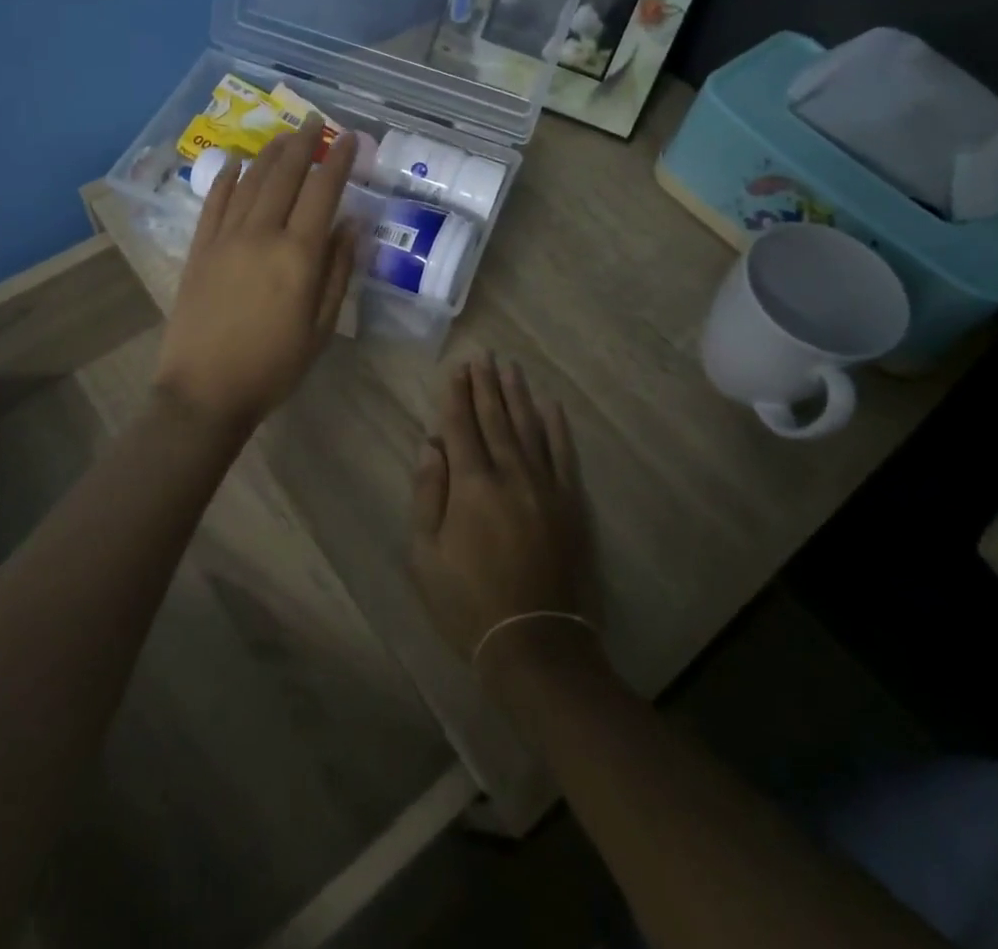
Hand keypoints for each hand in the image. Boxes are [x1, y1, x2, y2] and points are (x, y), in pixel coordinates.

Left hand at [153, 119, 357, 433]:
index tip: (350, 138)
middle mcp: (261, 234)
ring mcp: (224, 238)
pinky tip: (237, 162)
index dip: (339, 161)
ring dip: (269, 153)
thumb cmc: (274, 366)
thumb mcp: (321, 327)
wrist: (205, 391)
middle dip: (303, 143)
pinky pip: (214, 202)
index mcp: (298, 255)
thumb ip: (338, 271)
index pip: (323, 192)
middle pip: (285, 175)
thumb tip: (351, 225)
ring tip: (284, 134)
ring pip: (250, 181)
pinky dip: (227, 178)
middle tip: (315, 120)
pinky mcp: (199, 249)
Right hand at [409, 355, 595, 691]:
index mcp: (472, 485)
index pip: (461, 425)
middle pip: (496, 418)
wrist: (534, 642)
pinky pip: (564, 454)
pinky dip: (557, 427)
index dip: (457, 394)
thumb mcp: (426, 554)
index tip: (456, 367)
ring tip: (510, 367)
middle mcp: (510, 474)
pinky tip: (551, 405)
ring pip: (530, 427)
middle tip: (483, 355)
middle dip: (486, 384)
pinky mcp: (571, 503)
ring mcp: (546, 486)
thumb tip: (431, 445)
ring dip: (518, 395)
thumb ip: (428, 493)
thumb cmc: (468, 601)